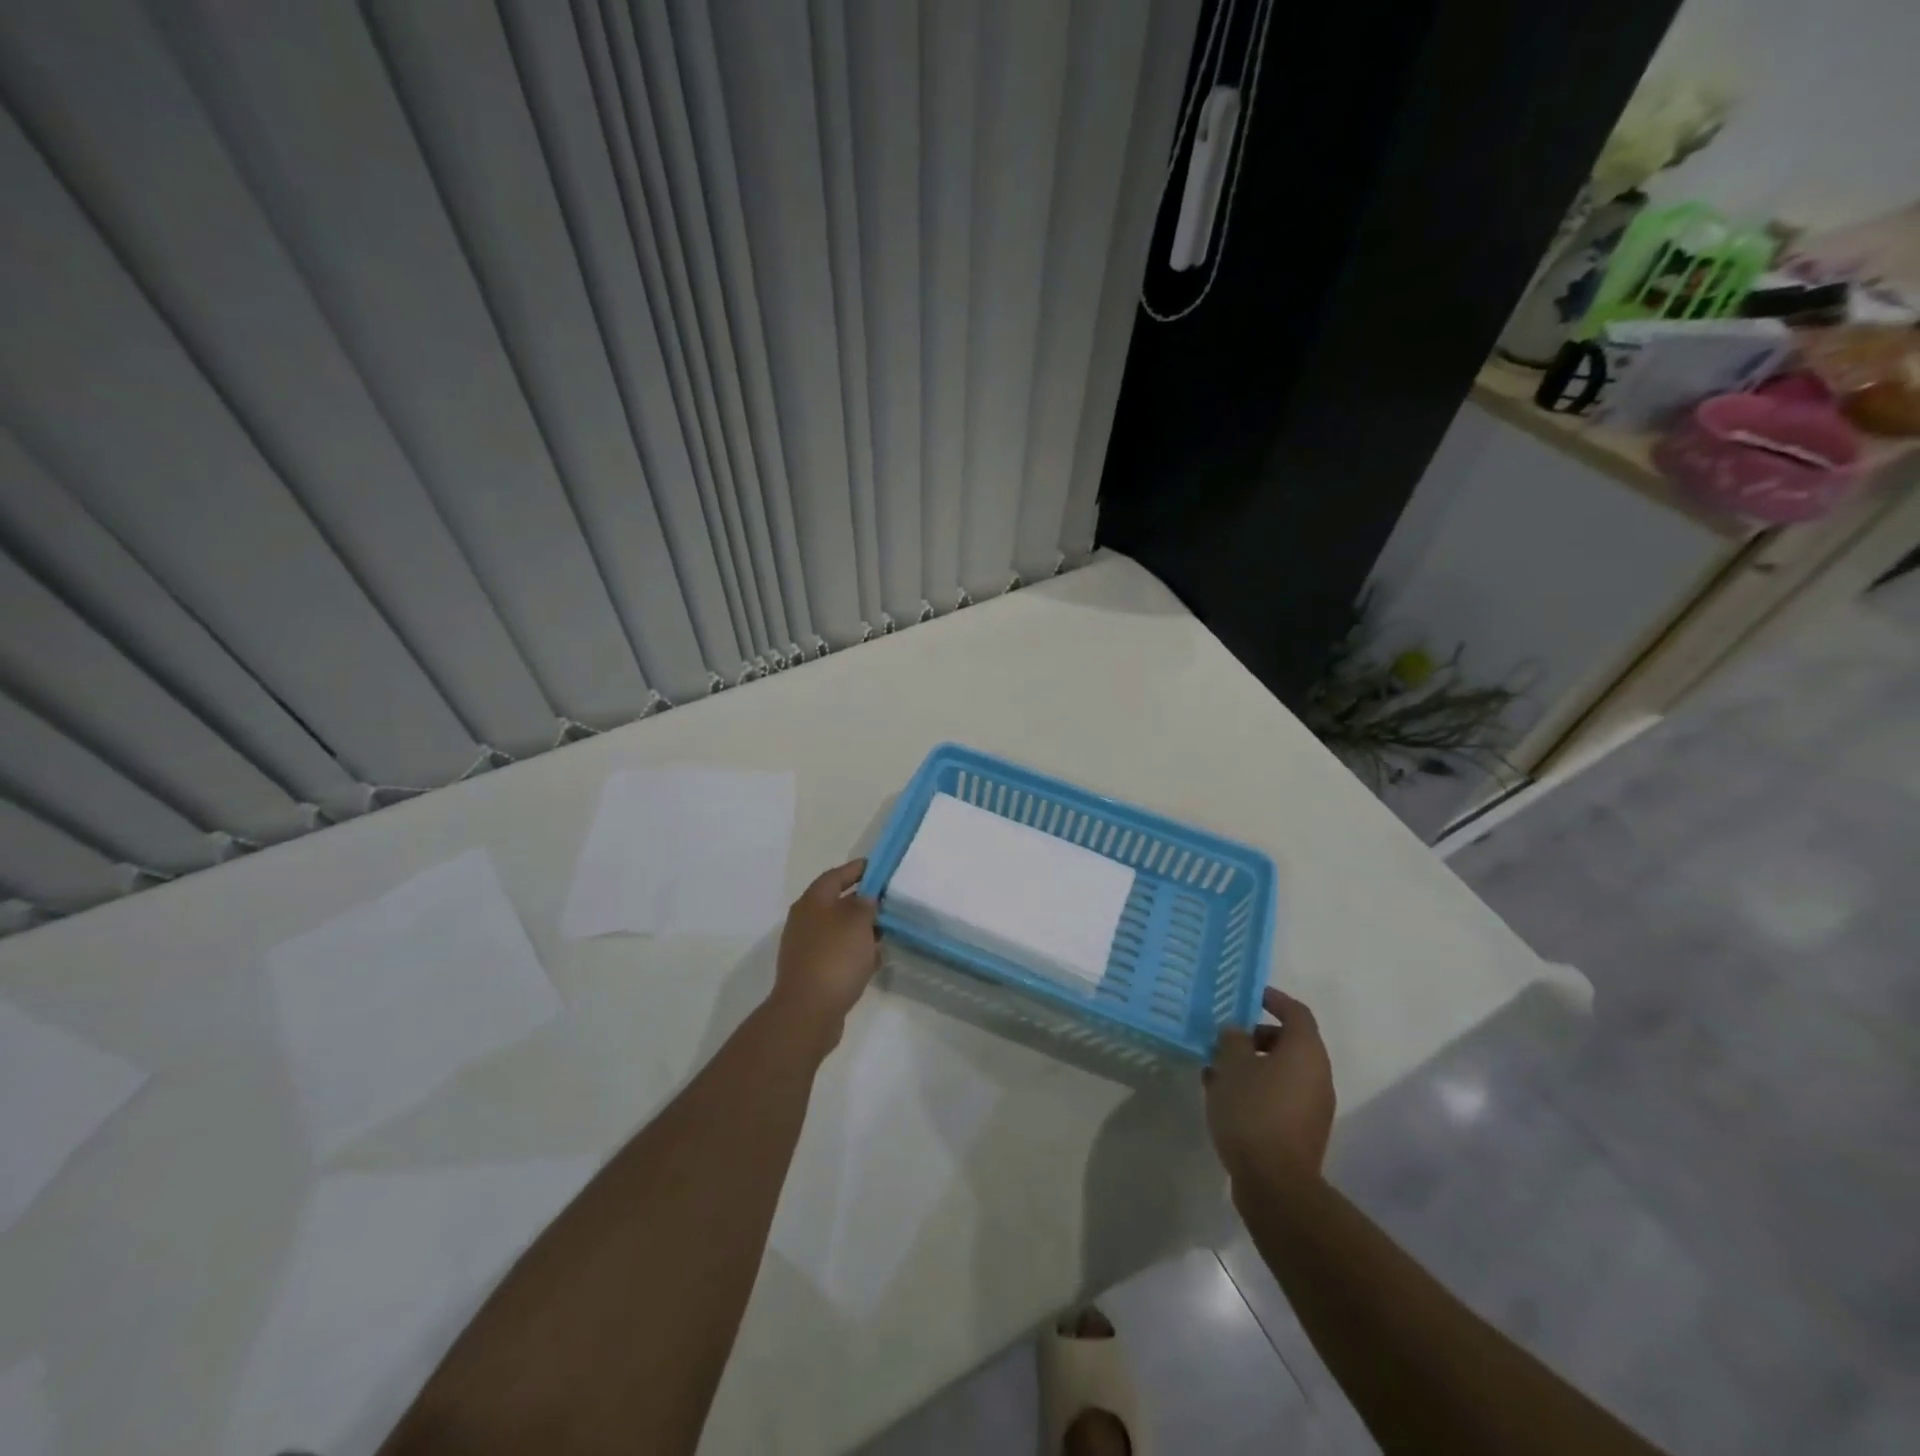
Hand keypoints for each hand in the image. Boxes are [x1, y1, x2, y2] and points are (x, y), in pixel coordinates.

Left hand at [770, 859, 879, 1041]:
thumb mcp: (857, 922)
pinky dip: (855, 953)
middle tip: (888, 902)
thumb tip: (865, 899)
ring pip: (839, 930)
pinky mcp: (813, 972)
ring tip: (886, 932)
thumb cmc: (834, 957)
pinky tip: (874, 961)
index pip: (836, 875)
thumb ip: (865, 904)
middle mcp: (805, 921)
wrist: (808, 1011)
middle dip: (863, 902)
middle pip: (837, 903)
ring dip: (861, 930)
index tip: (879, 868)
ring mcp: (806, 948)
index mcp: (812, 902)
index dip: (857, 869)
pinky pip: (838, 954)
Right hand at [1204, 988, 1335, 1188]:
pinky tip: (1224, 1098)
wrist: (1275, 1184)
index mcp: (1306, 1051)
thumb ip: (1232, 1040)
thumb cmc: (1253, 1111)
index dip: (1275, 999)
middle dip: (1257, 1036)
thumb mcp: (1232, 1065)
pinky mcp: (1302, 1132)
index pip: (1296, 1012)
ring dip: (1253, 1065)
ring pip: (1282, 1072)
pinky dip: (1257, 1088)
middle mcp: (1317, 1075)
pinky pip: (1280, 1096)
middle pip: (1290, 1043)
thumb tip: (1236, 1032)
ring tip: (1217, 1069)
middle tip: (1226, 1038)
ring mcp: (1313, 1106)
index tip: (1252, 995)